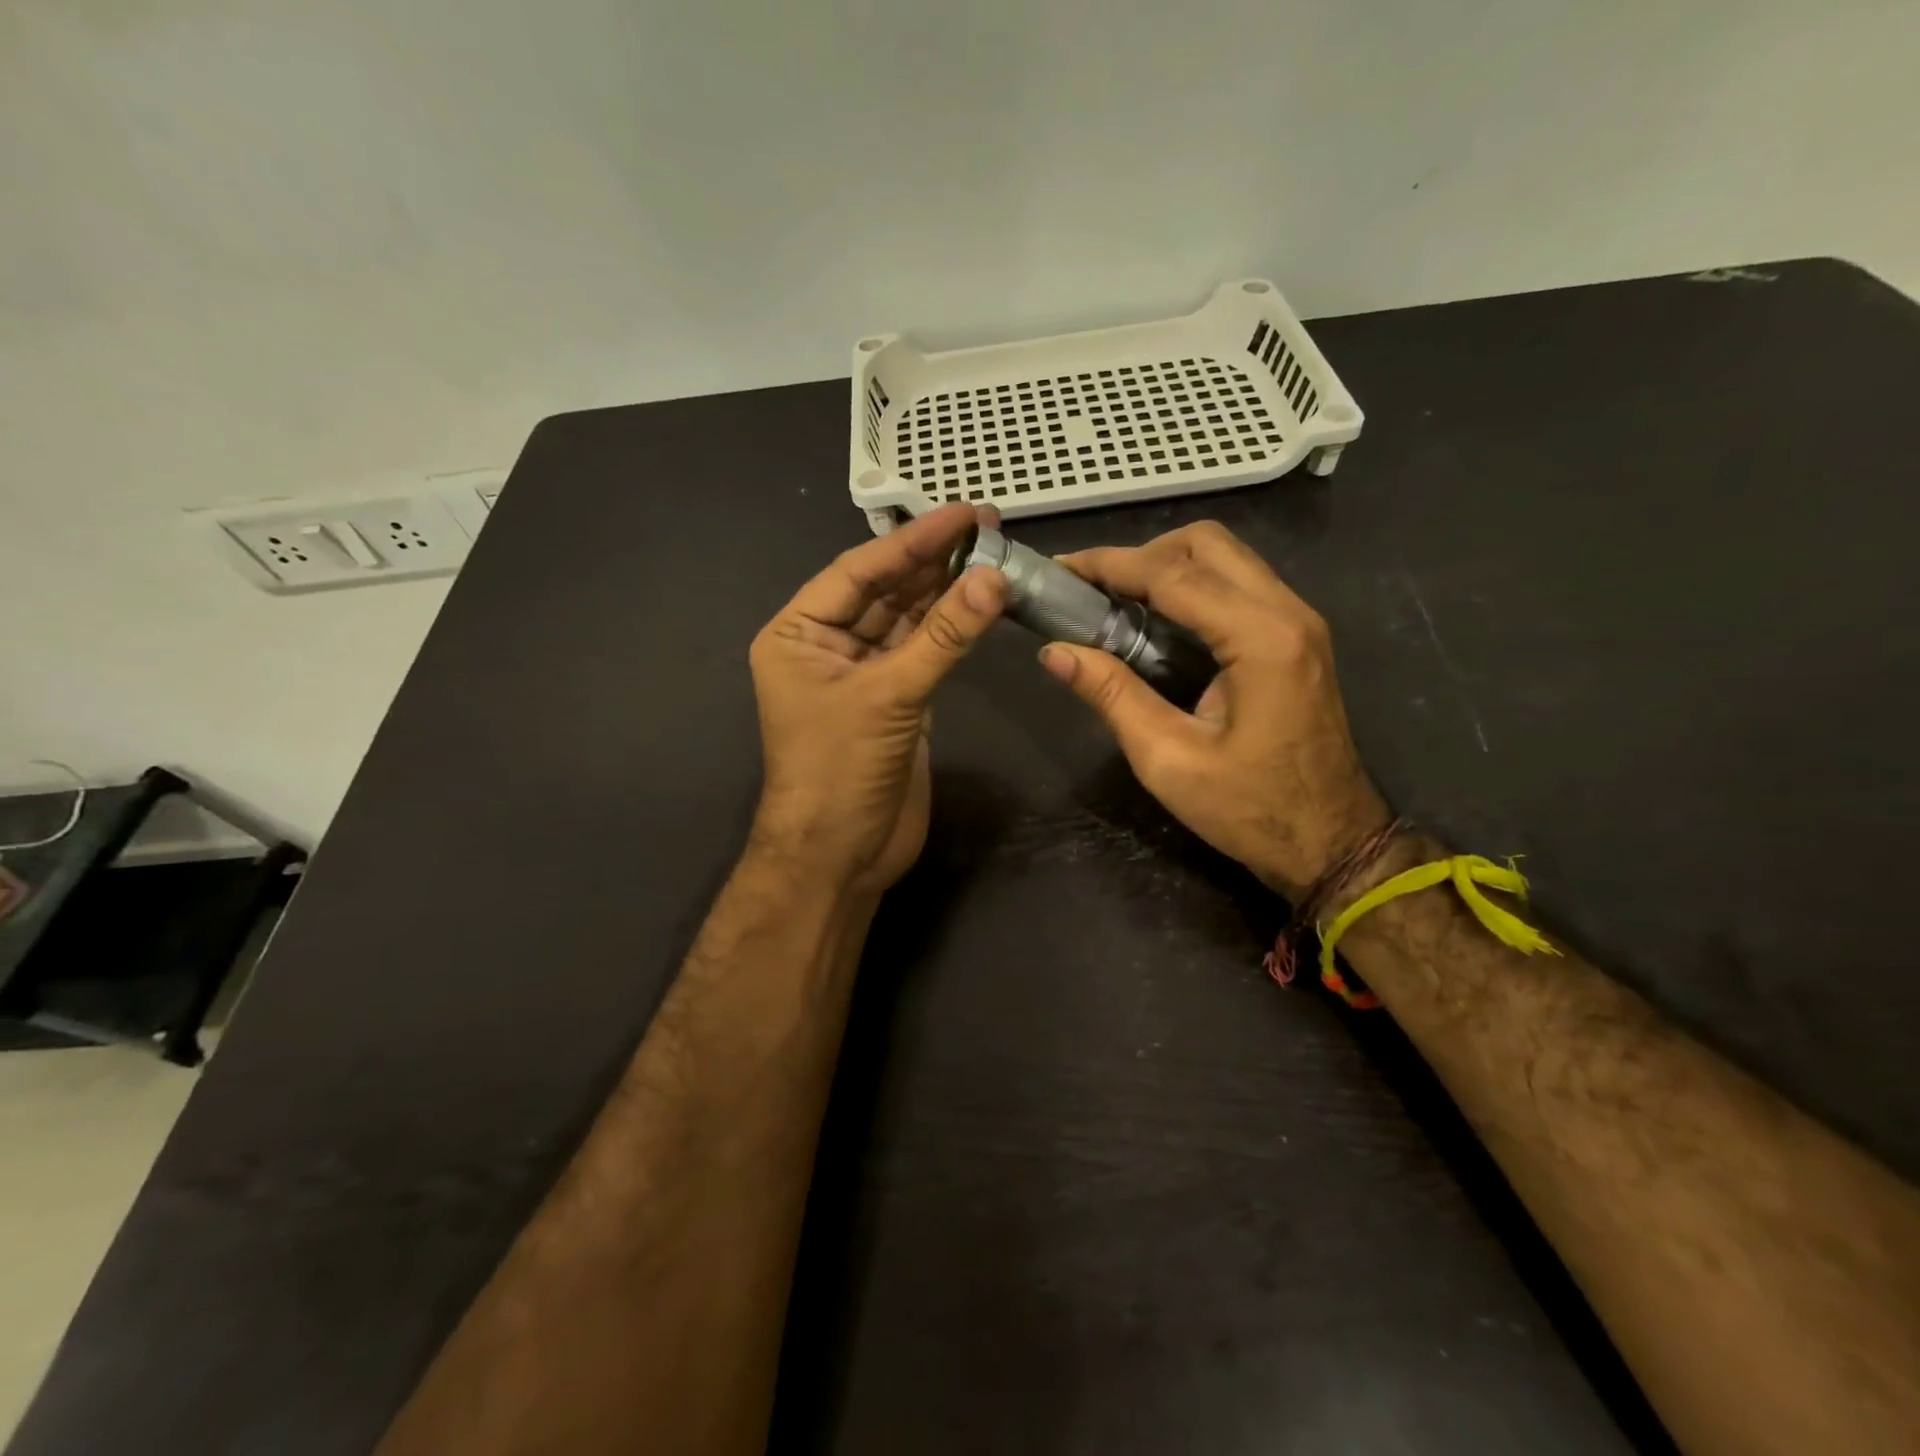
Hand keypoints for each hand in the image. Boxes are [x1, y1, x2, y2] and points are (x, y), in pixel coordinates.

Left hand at [748, 504, 1005, 898]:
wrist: (840, 856)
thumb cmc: (841, 771)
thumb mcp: (888, 697)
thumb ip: (943, 637)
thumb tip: (993, 578)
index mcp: (799, 634)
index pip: (859, 571)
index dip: (912, 541)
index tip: (964, 515)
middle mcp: (827, 646)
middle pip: (885, 591)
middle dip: (932, 561)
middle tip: (988, 527)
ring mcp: (863, 674)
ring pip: (908, 621)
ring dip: (946, 593)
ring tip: (993, 557)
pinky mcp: (895, 701)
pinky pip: (925, 653)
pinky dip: (952, 632)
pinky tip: (981, 605)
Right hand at [1041, 522, 1387, 898]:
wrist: (1331, 842)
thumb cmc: (1250, 810)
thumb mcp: (1167, 759)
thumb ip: (1111, 695)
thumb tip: (1054, 652)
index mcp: (1261, 639)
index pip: (1174, 574)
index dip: (1110, 565)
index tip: (1060, 568)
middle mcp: (1288, 613)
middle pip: (1207, 543)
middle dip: (1141, 554)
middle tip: (1093, 588)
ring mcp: (1299, 621)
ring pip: (1226, 557)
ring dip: (1167, 564)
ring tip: (1115, 599)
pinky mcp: (1296, 637)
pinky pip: (1239, 584)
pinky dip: (1192, 584)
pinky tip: (1157, 618)